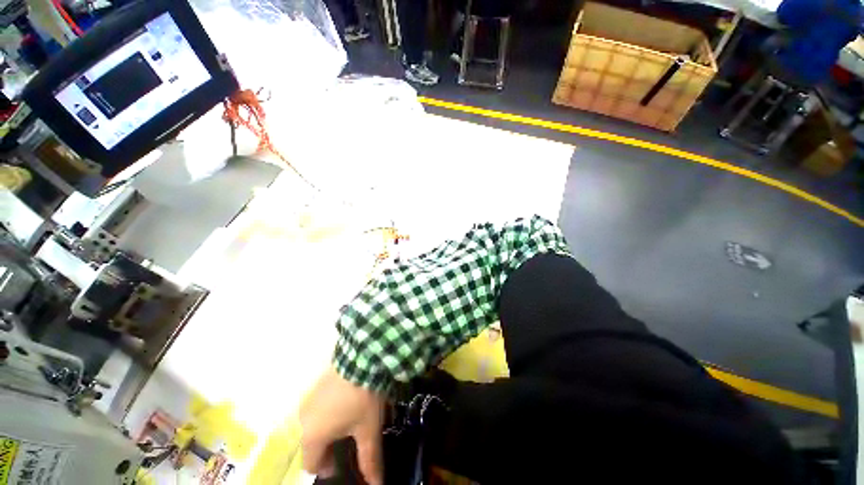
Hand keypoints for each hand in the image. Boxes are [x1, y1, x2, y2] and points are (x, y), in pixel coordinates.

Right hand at [300, 366, 384, 484]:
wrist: (358, 362)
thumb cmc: (361, 403)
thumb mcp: (368, 434)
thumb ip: (369, 462)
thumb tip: (375, 484)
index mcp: (312, 437)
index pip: (310, 465)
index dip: (328, 471)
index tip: (346, 469)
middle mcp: (301, 423)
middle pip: (311, 450)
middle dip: (328, 456)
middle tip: (352, 454)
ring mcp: (303, 407)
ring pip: (311, 434)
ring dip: (326, 441)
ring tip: (350, 437)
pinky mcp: (309, 396)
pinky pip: (312, 420)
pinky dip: (324, 426)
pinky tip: (344, 419)